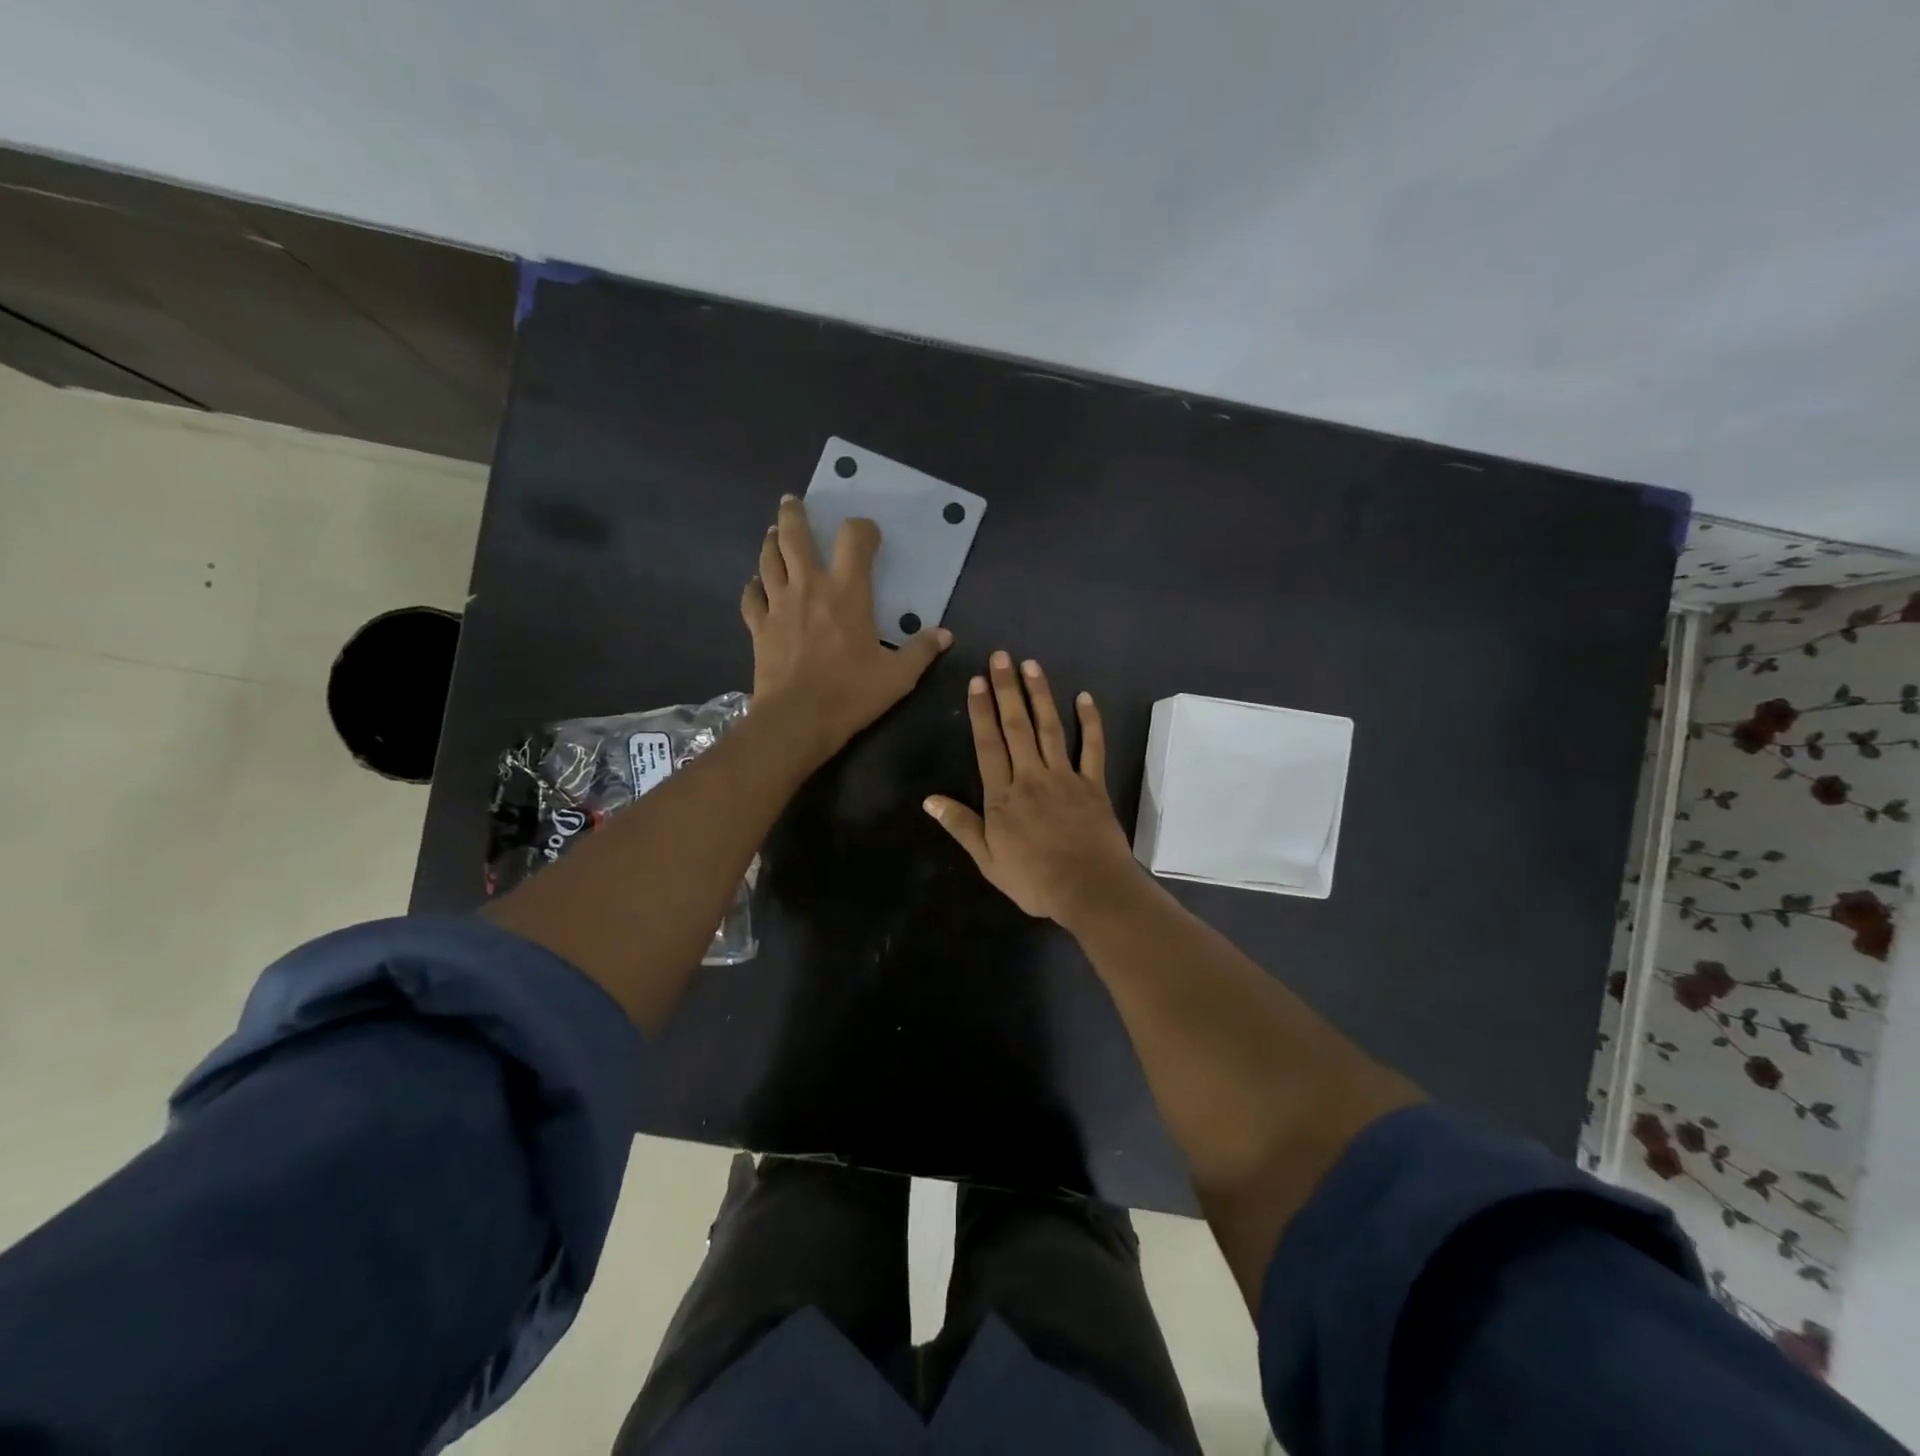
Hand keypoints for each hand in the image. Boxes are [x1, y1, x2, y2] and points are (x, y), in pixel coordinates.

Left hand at [742, 495, 950, 762]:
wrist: (796, 720)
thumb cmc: (850, 694)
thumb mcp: (898, 677)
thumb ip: (921, 651)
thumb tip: (945, 635)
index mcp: (846, 592)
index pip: (852, 538)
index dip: (861, 528)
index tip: (868, 534)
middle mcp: (809, 586)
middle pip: (794, 535)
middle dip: (794, 514)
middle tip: (793, 502)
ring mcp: (778, 604)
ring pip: (768, 559)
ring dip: (771, 542)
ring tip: (775, 534)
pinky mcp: (759, 626)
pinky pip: (751, 596)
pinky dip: (754, 586)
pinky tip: (758, 586)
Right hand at [924, 651, 1143, 926]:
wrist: (1089, 889)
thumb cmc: (1034, 880)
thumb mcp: (988, 860)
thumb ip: (961, 826)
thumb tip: (929, 799)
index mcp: (1003, 796)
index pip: (988, 745)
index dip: (981, 712)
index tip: (977, 681)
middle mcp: (1032, 777)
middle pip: (1017, 727)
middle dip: (1007, 690)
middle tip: (1001, 657)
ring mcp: (1065, 777)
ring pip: (1050, 728)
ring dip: (1040, 695)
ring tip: (1031, 665)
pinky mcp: (1094, 784)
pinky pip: (1093, 747)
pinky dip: (1090, 722)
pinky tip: (1084, 697)